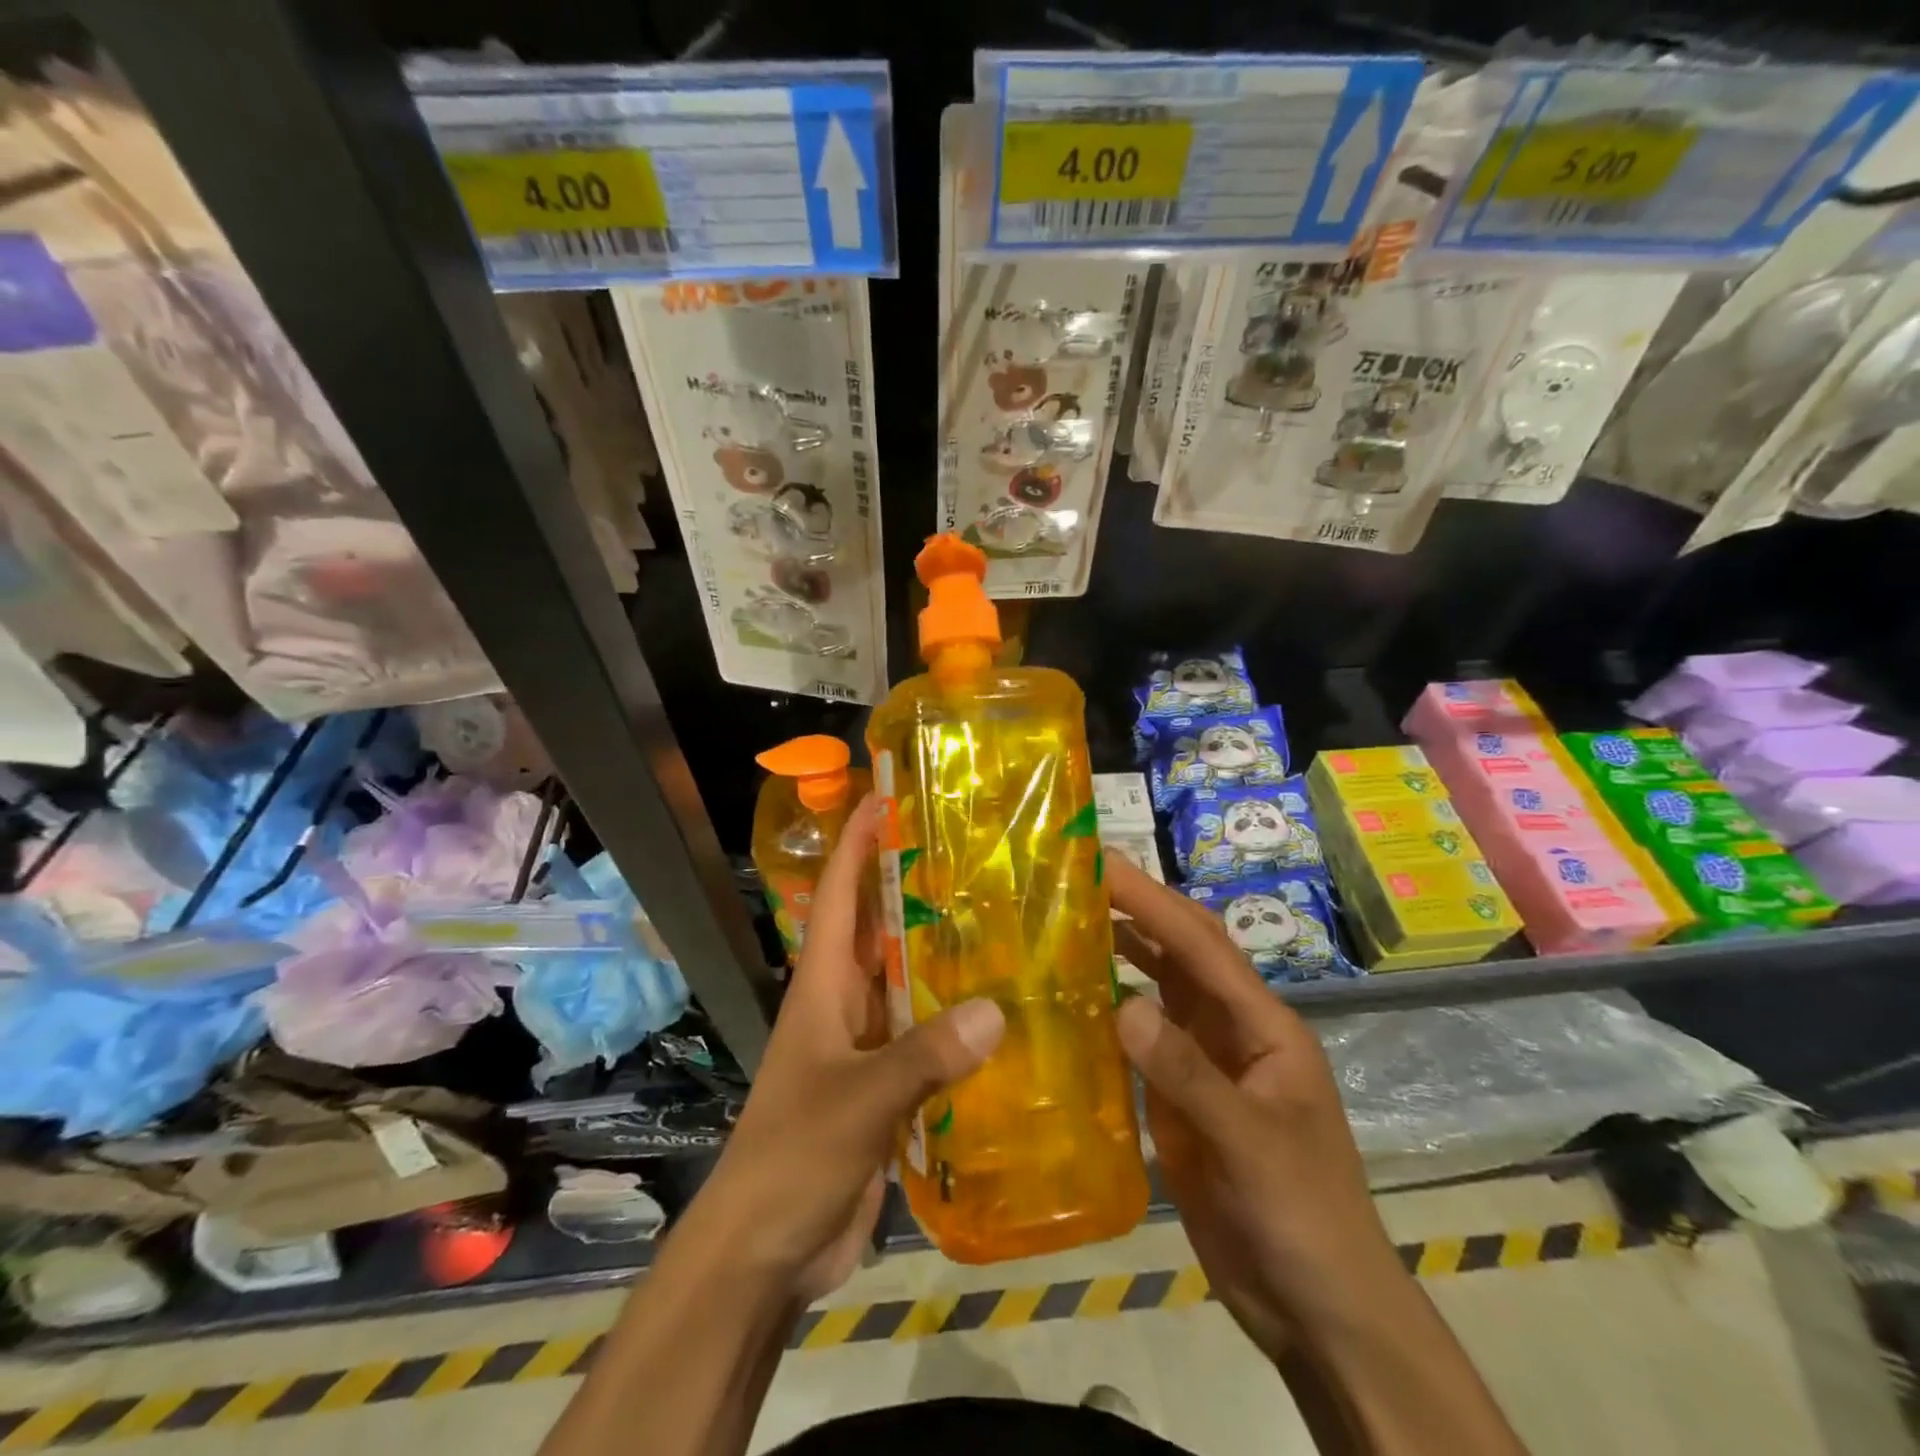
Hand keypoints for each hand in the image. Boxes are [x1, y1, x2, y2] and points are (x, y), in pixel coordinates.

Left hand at [688, 796, 1004, 1303]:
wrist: (765, 1249)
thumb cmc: (793, 1155)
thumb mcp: (857, 1100)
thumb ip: (923, 1056)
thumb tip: (996, 1008)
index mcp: (823, 985)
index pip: (841, 894)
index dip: (859, 843)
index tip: (886, 796)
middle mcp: (845, 1002)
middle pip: (880, 928)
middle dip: (915, 885)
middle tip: (973, 851)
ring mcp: (865, 1044)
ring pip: (908, 981)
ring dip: (943, 953)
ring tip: (1001, 919)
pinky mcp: (886, 1085)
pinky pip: (926, 1035)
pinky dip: (957, 1019)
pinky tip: (1003, 1011)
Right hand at [1107, 858, 1403, 1355]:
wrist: (1317, 1308)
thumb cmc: (1303, 1217)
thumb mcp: (1251, 1144)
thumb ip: (1188, 1074)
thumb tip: (1122, 1005)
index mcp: (1262, 1025)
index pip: (1201, 946)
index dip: (1152, 901)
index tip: (1103, 864)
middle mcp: (1231, 1029)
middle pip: (1183, 953)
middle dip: (1138, 910)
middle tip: (1078, 876)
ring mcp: (1204, 1062)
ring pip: (1160, 988)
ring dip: (1122, 952)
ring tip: (1067, 921)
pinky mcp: (1179, 1096)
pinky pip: (1140, 1038)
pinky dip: (1110, 1010)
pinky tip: (1074, 1000)